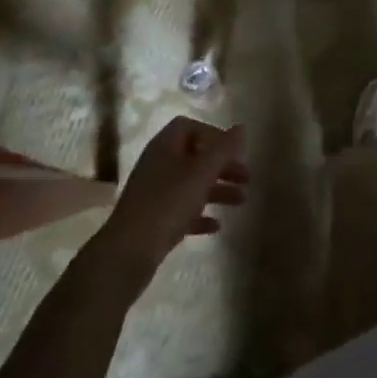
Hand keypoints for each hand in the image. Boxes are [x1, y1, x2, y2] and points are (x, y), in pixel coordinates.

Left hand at [94, 116, 247, 284]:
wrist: (129, 250)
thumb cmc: (168, 203)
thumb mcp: (201, 173)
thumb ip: (223, 149)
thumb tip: (241, 127)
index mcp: (165, 146)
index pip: (190, 127)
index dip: (214, 135)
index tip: (235, 151)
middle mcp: (158, 164)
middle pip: (194, 156)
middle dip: (222, 166)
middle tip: (246, 178)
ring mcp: (154, 192)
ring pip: (191, 184)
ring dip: (217, 190)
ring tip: (241, 202)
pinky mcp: (153, 219)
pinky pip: (181, 210)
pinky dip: (200, 214)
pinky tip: (216, 226)